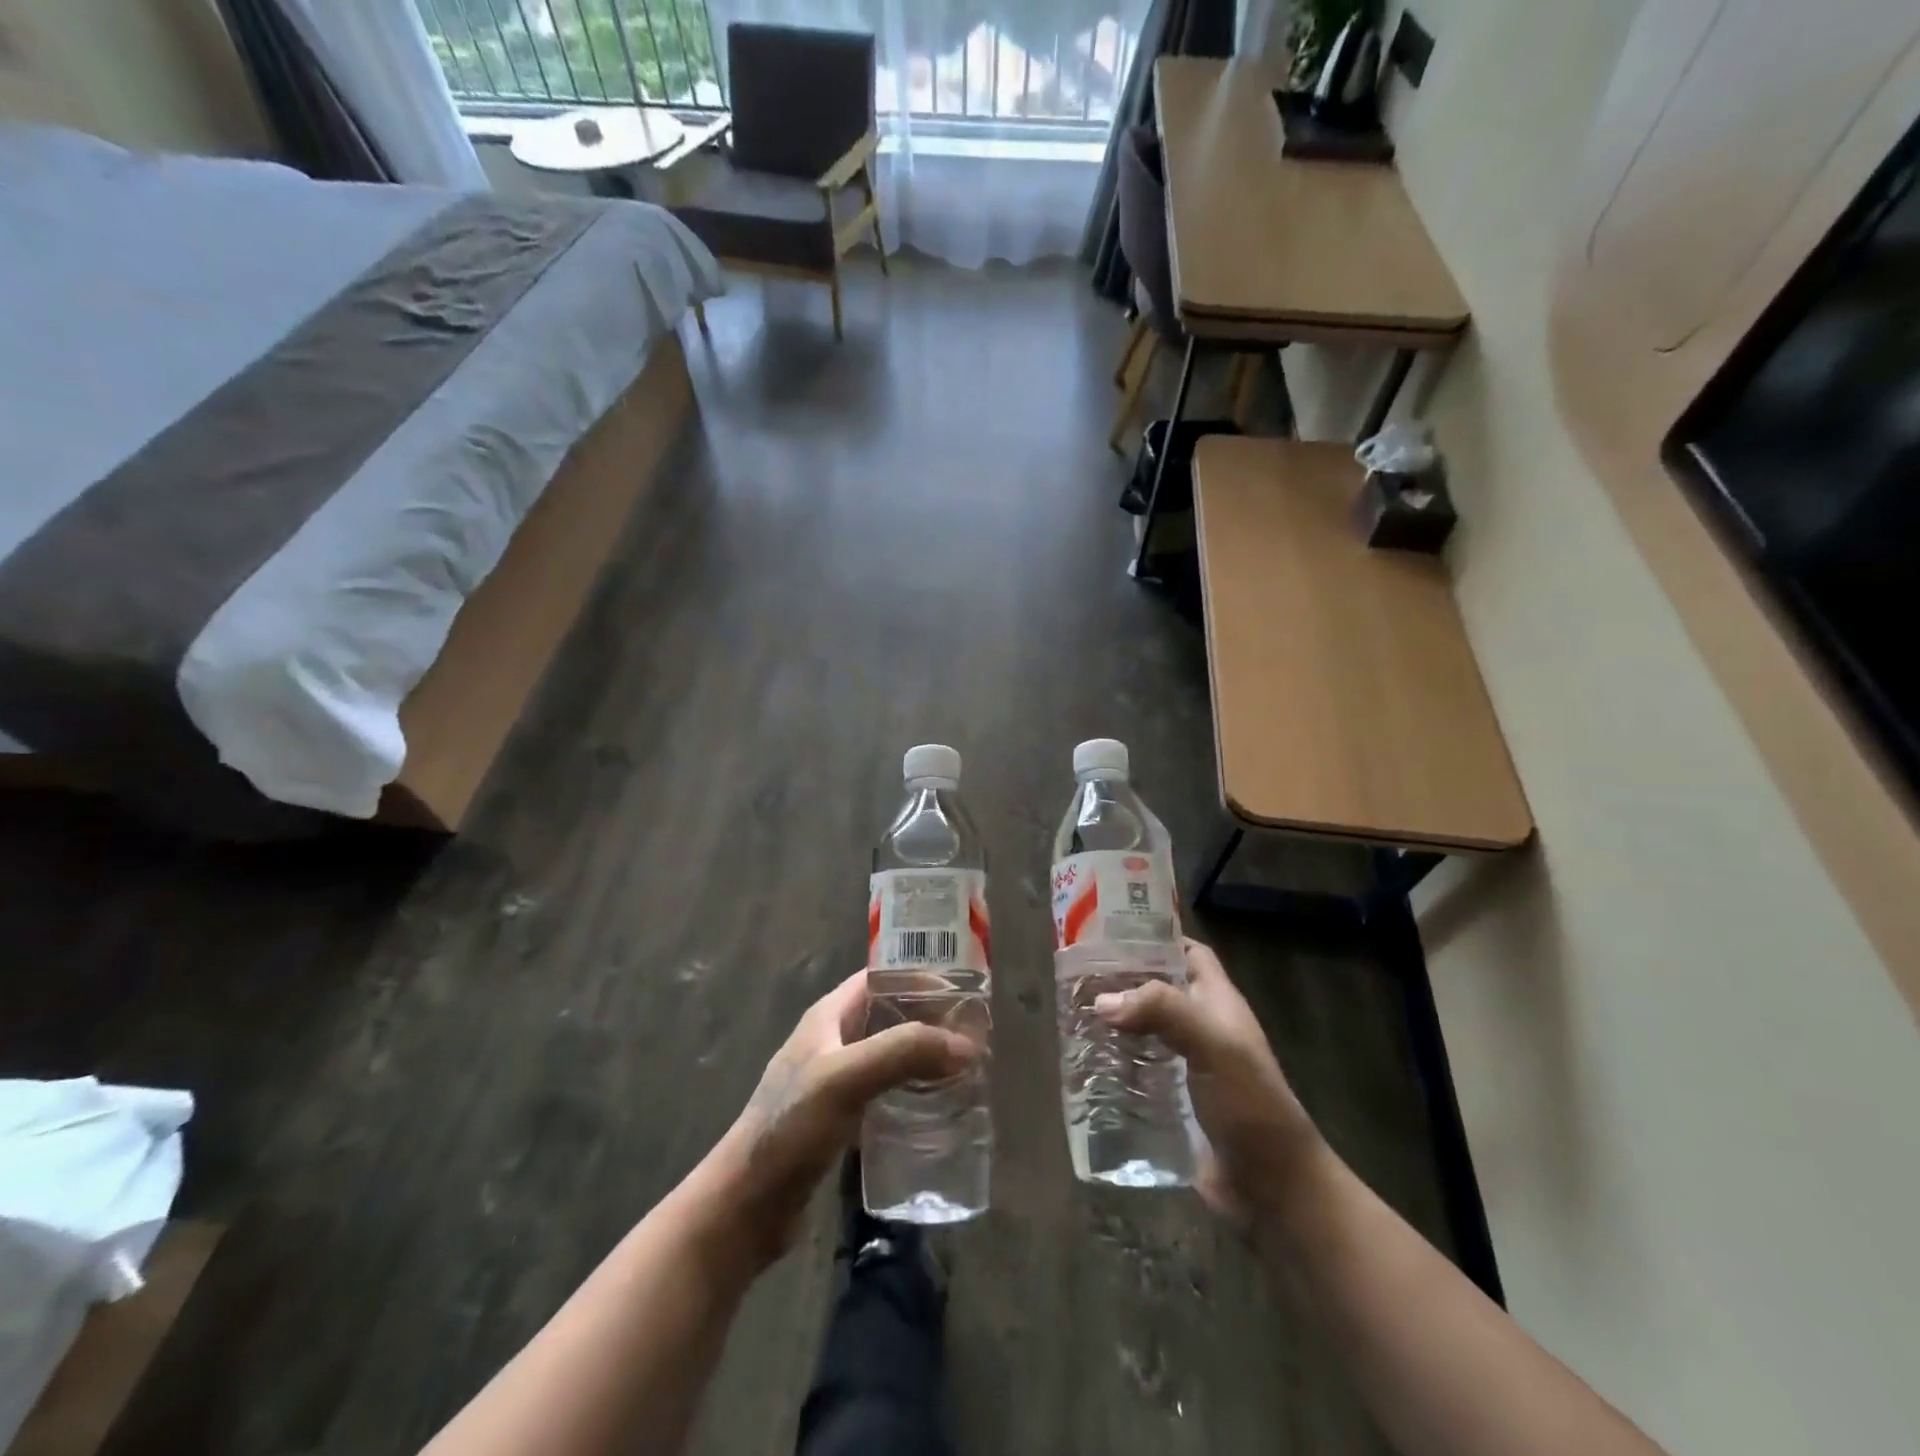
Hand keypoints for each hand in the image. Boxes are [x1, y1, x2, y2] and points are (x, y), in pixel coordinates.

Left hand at [705, 970, 974, 1268]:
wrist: (746, 1206)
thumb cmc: (790, 1128)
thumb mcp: (845, 1078)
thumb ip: (903, 1052)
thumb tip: (967, 1046)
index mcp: (829, 1016)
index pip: (881, 978)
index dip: (919, 977)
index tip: (964, 991)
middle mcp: (834, 1040)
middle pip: (890, 1015)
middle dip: (930, 1019)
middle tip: (975, 1035)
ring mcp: (836, 1081)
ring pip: (891, 1054)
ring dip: (925, 1056)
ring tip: (967, 1069)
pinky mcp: (841, 1119)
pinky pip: (886, 1091)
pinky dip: (913, 1090)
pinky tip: (939, 1107)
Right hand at [1095, 938, 1318, 1227]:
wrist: (1273, 1188)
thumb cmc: (1250, 1104)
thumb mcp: (1214, 1046)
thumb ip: (1163, 1012)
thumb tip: (1103, 1001)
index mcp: (1217, 1002)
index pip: (1188, 953)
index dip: (1156, 938)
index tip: (1110, 931)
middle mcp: (1200, 1027)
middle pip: (1157, 989)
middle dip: (1121, 980)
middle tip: (1075, 975)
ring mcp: (1185, 1065)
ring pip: (1143, 1029)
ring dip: (1112, 1022)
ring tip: (1070, 1014)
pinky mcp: (1170, 1100)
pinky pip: (1136, 1071)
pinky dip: (1112, 1063)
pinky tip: (1083, 1063)